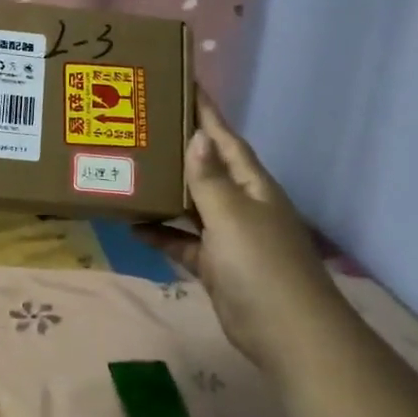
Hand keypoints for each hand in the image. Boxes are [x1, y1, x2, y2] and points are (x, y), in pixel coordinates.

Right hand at [134, 93, 336, 371]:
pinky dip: (162, 234)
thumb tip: (197, 137)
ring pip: (191, 204)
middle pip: (206, 167)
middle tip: (142, 124)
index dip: (206, 112)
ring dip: (165, 191)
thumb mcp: (232, 215)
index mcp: (251, 184)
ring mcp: (228, 236)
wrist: (287, 334)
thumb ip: (209, 178)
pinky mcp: (216, 265)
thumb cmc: (261, 265)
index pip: (225, 138)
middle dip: (179, 147)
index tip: (184, 82)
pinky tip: (134, 225)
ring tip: (130, 169)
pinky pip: (183, 241)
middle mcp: (240, 203)